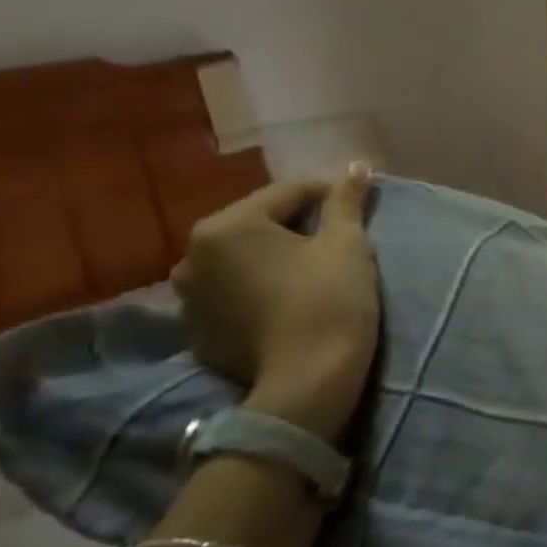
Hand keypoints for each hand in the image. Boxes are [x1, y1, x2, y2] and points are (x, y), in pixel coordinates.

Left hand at [170, 166, 380, 444]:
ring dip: (272, 257)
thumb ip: (345, 200)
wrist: (308, 381)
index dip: (328, 194)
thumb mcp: (346, 243)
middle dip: (296, 225)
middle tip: (337, 236)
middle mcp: (193, 256)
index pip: (287, 193)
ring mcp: (188, 298)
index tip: (358, 204)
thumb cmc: (330, 299)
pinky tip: (287, 299)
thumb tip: (356, 165)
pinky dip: (257, 288)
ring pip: (242, 260)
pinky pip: (232, 294)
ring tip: (310, 268)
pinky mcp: (197, 332)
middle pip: (258, 224)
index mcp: (227, 226)